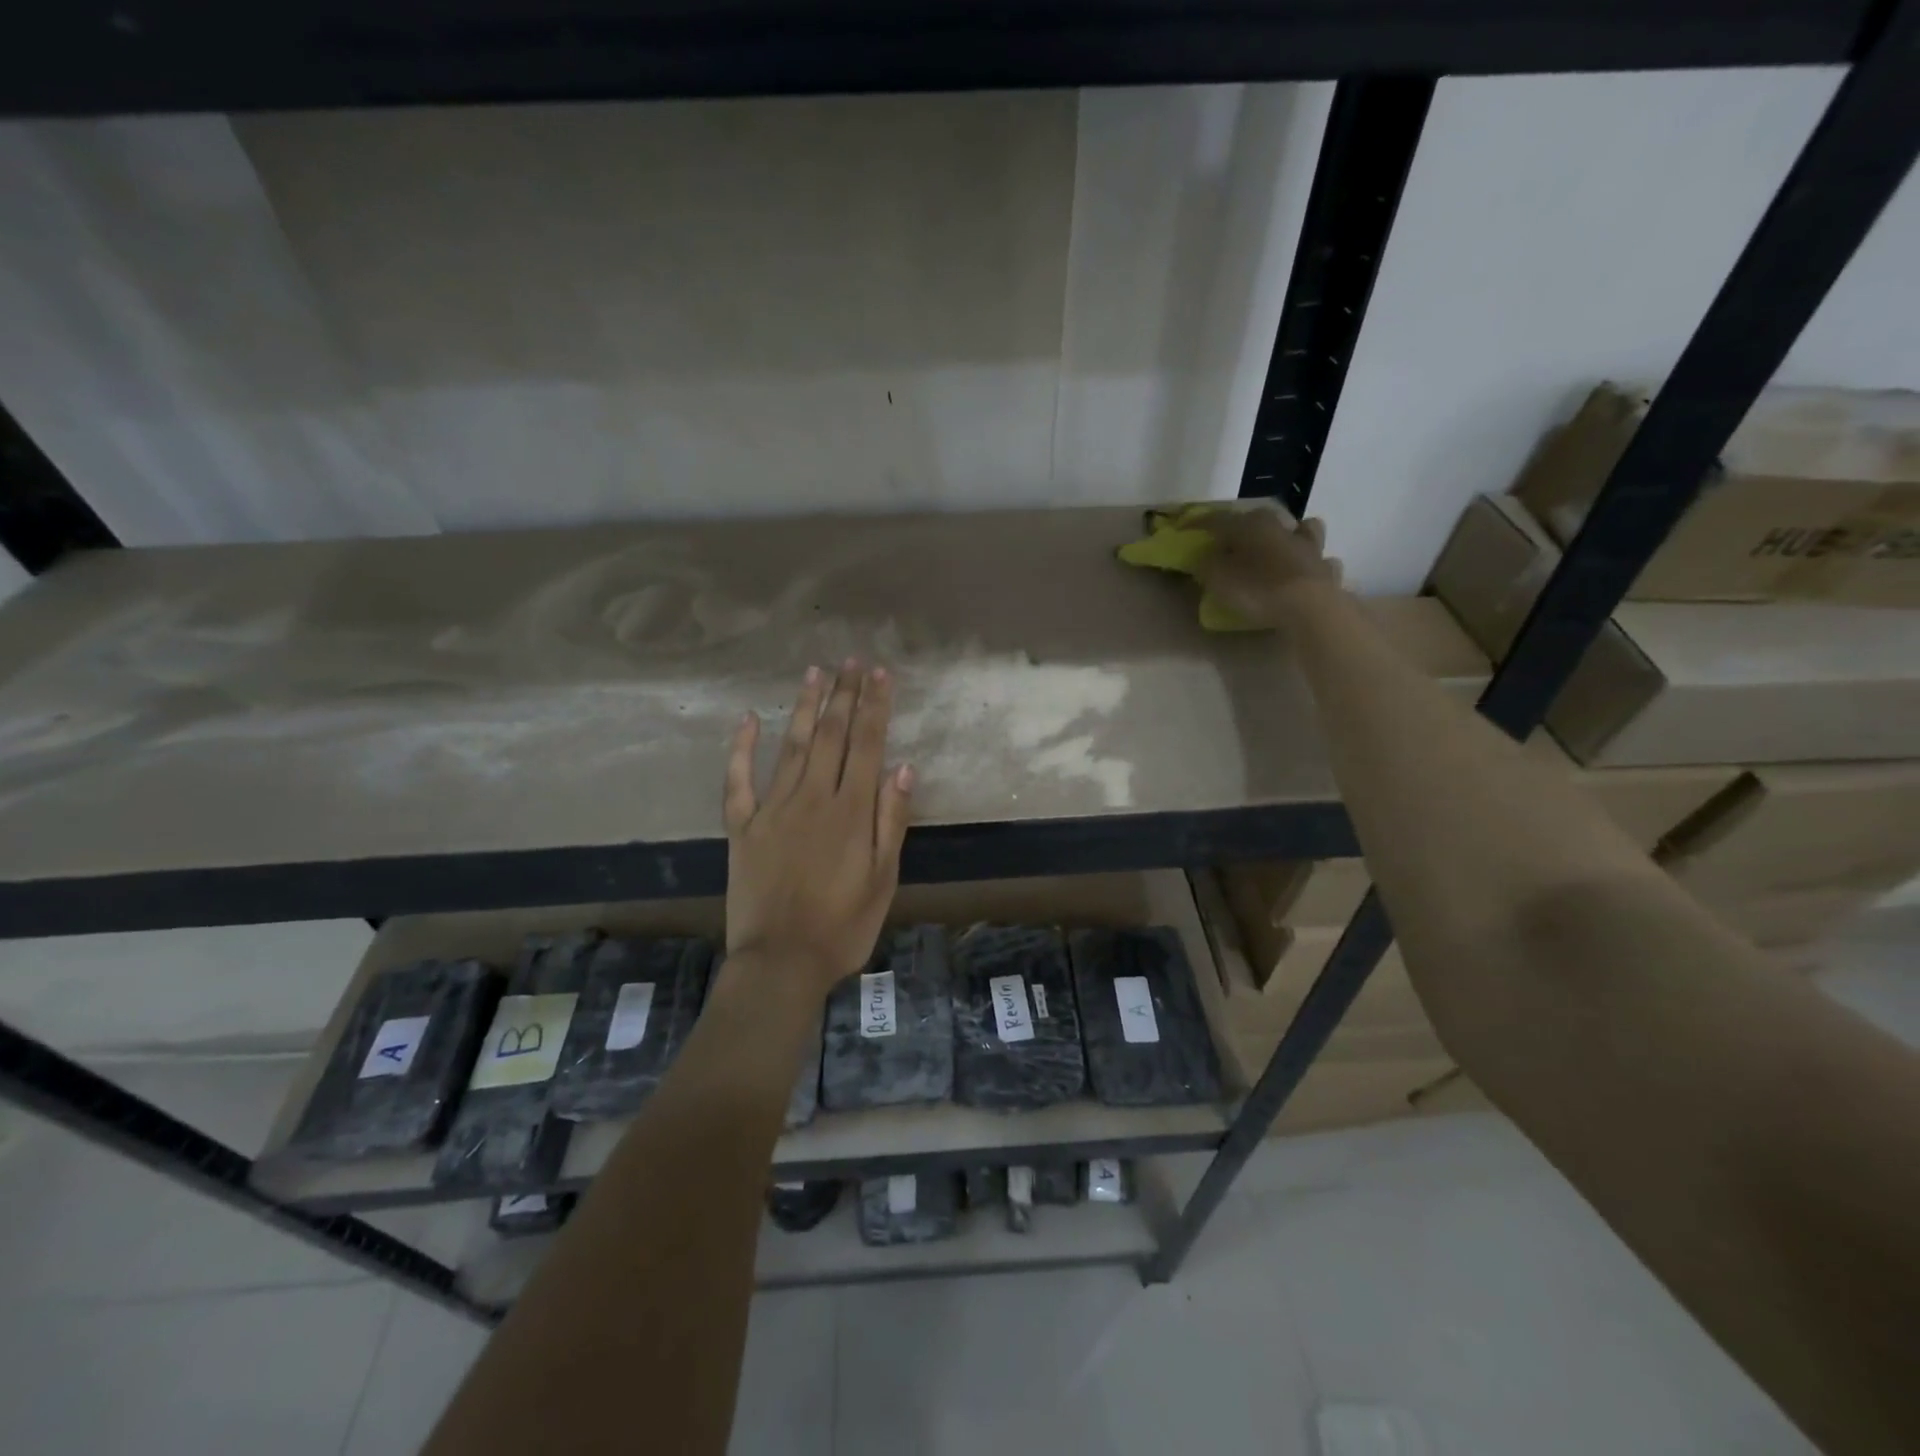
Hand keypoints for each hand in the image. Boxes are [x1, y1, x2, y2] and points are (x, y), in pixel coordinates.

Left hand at [722, 661, 913, 996]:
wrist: (781, 962)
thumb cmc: (843, 926)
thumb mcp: (883, 879)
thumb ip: (891, 821)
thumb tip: (903, 766)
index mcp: (851, 812)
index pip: (867, 745)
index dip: (875, 706)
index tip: (880, 673)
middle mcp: (812, 799)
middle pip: (832, 736)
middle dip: (844, 695)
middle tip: (851, 660)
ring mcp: (773, 810)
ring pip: (793, 747)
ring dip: (806, 708)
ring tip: (815, 673)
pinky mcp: (742, 827)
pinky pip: (738, 780)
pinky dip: (742, 748)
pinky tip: (750, 718)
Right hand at [1195, 509, 1342, 627]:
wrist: (1309, 608)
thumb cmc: (1258, 589)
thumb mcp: (1218, 579)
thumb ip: (1208, 564)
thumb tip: (1206, 555)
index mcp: (1252, 526)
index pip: (1219, 520)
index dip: (1199, 524)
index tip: (1184, 529)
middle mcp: (1283, 528)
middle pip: (1262, 518)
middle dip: (1246, 525)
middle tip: (1233, 539)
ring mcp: (1310, 547)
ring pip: (1303, 530)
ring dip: (1291, 535)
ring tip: (1281, 547)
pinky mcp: (1327, 570)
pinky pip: (1321, 561)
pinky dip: (1313, 564)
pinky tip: (1306, 572)